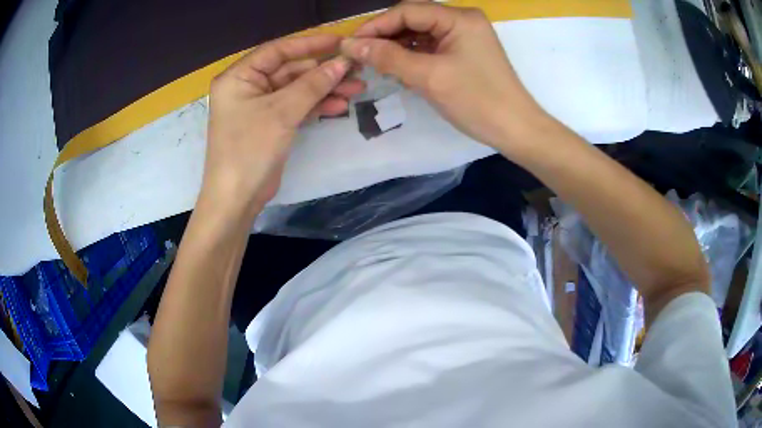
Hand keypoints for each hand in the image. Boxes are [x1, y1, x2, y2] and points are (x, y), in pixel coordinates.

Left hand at [202, 35, 363, 214]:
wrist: (236, 198)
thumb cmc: (249, 149)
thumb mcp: (282, 112)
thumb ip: (313, 84)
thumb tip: (342, 62)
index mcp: (239, 76)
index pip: (278, 50)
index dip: (310, 44)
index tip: (340, 41)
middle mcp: (247, 86)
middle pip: (290, 70)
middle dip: (323, 71)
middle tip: (356, 69)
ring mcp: (259, 106)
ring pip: (296, 89)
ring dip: (324, 89)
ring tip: (357, 88)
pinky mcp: (270, 123)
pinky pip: (295, 107)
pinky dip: (316, 106)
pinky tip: (339, 106)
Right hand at [340, 0, 548, 152]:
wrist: (516, 130)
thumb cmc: (477, 101)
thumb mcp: (429, 77)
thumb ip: (388, 57)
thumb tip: (350, 45)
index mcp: (459, 18)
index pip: (407, 11)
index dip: (376, 26)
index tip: (350, 44)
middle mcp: (462, 20)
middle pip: (413, 20)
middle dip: (386, 37)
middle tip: (360, 56)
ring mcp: (465, 36)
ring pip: (420, 34)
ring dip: (397, 48)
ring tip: (375, 65)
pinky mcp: (464, 52)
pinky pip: (431, 47)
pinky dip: (412, 57)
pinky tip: (397, 69)